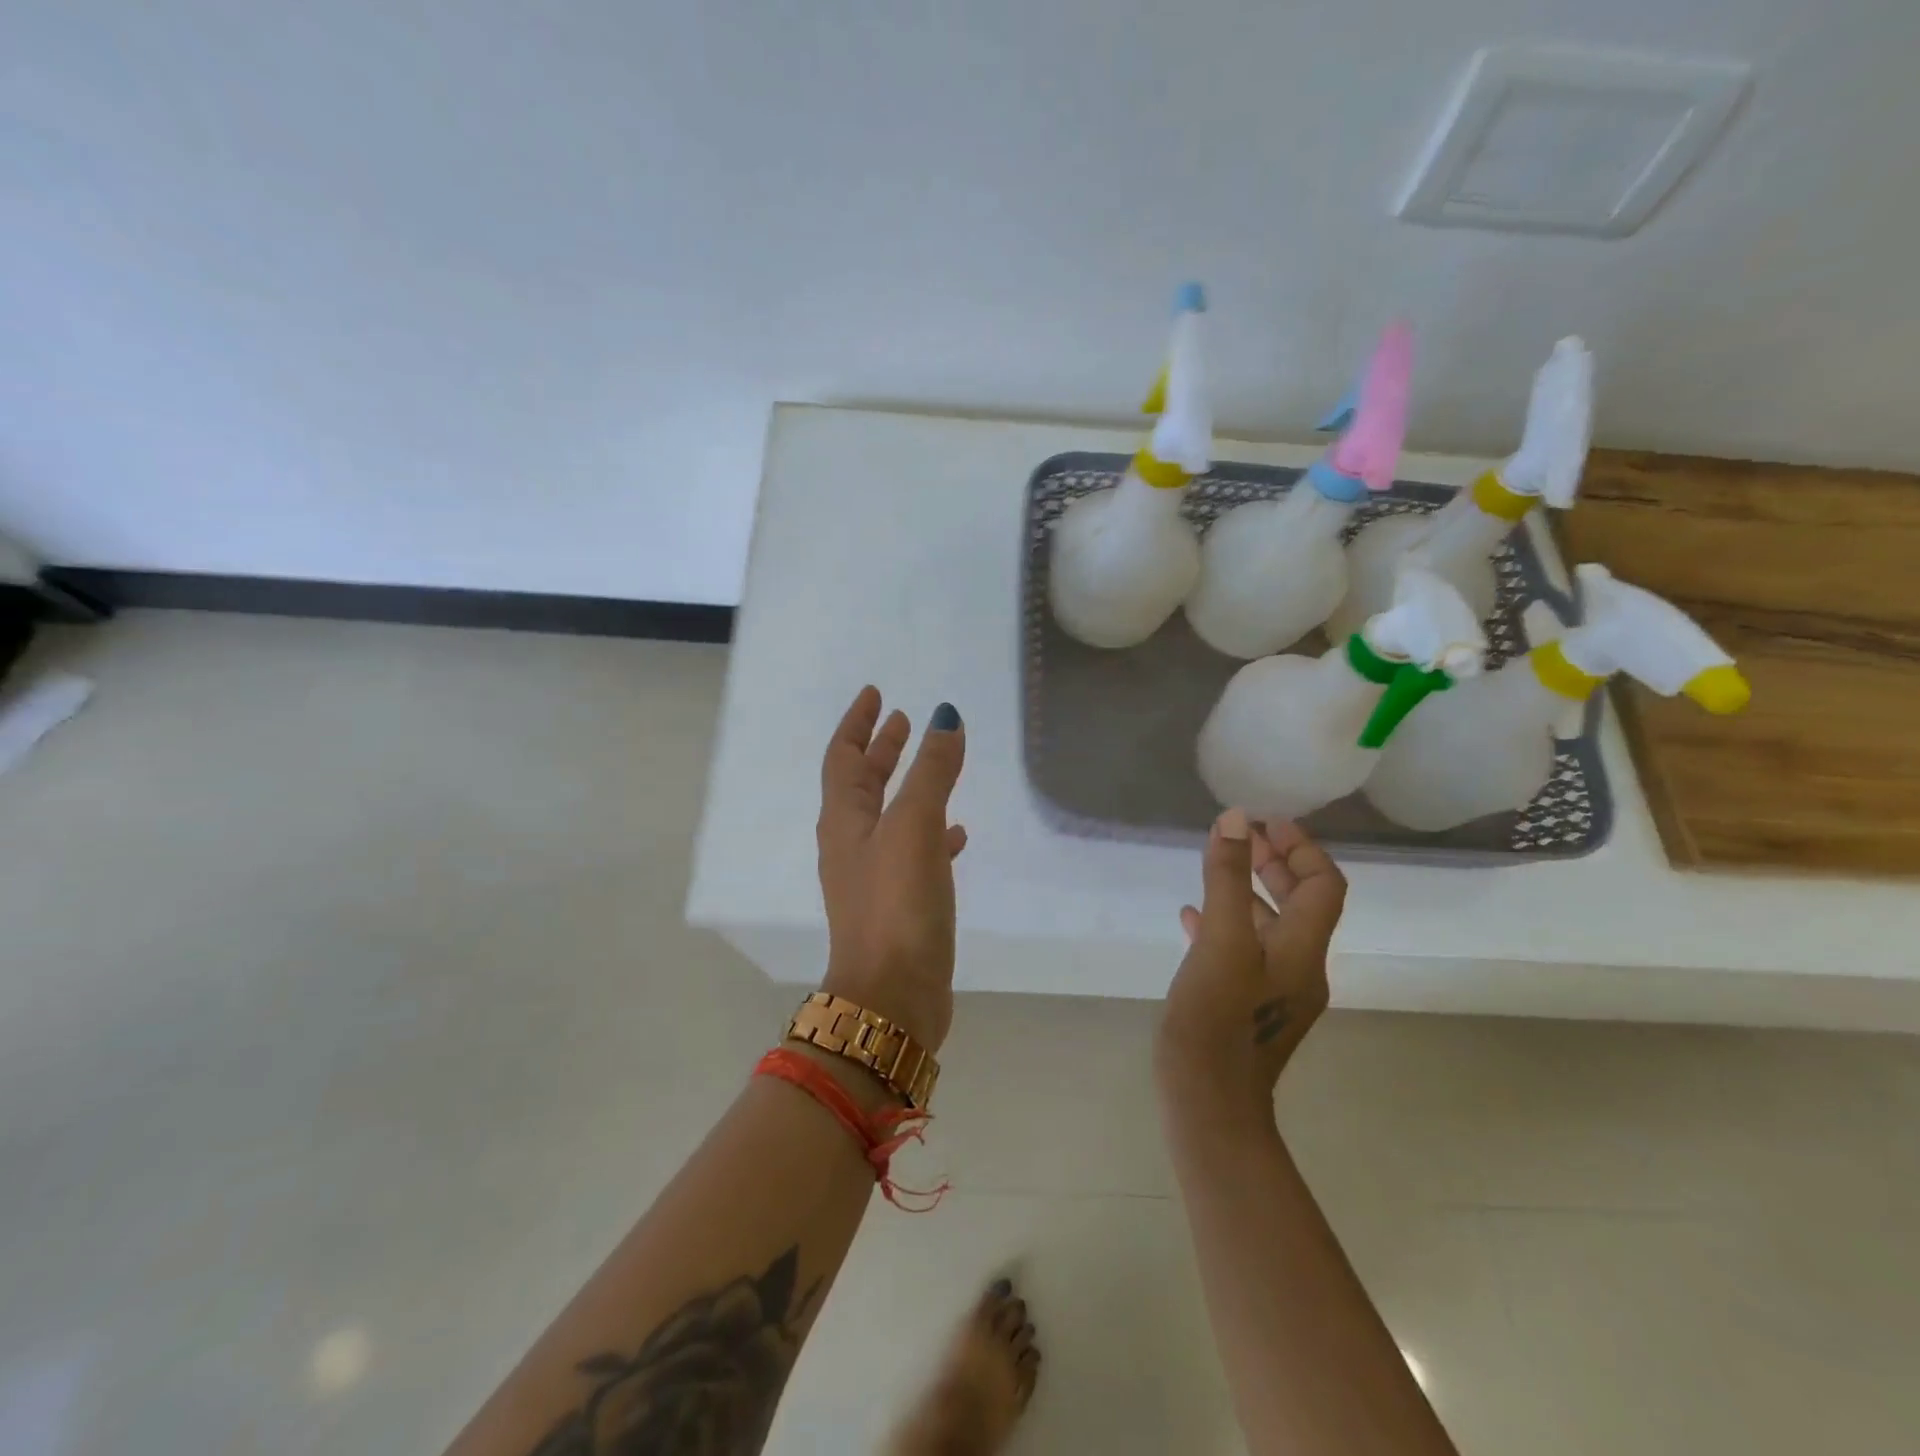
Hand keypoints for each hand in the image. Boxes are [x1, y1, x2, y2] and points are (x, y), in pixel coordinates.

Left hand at [815, 686, 967, 1051]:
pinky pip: (914, 853)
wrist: (892, 997)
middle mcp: (852, 844)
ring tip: (935, 766)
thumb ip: (931, 772)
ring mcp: (874, 877)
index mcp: (845, 821)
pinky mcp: (899, 905)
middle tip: (903, 721)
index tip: (876, 694)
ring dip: (908, 787)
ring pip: (890, 816)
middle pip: (863, 783)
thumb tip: (944, 717)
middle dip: (881, 750)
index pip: (844, 757)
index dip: (859, 723)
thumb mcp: (914, 827)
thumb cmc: (897, 904)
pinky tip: (959, 835)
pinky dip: (932, 834)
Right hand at [1156, 810, 1346, 1127]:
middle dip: (1274, 863)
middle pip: (1300, 903)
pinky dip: (1224, 923)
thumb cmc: (1216, 1019)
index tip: (1264, 822)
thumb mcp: (1221, 940)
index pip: (1323, 885)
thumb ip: (1227, 878)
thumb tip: (1235, 819)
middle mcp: (1298, 967)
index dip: (1300, 847)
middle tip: (1240, 836)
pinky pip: (1242, 950)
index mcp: (1303, 950)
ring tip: (1214, 866)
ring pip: (1269, 926)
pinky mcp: (1247, 1004)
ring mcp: (1273, 989)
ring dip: (1247, 891)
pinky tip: (1190, 917)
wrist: (1208, 1106)